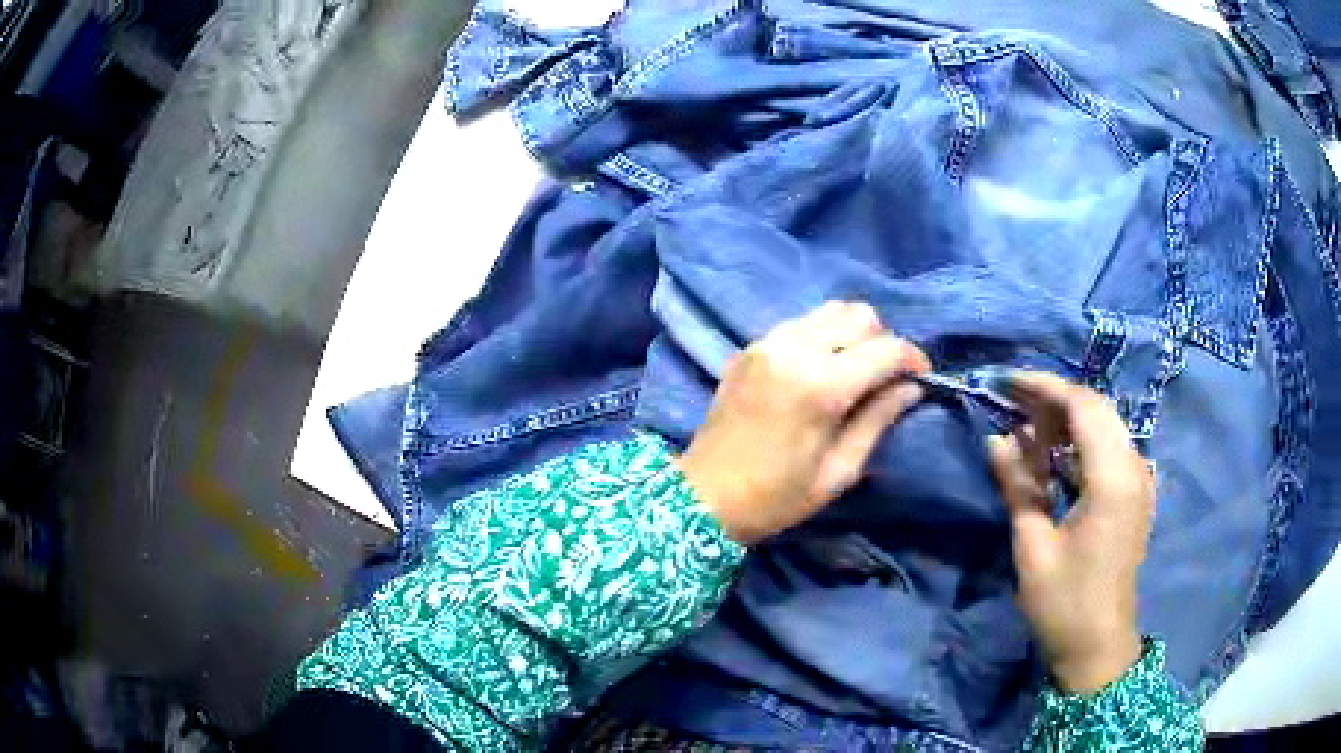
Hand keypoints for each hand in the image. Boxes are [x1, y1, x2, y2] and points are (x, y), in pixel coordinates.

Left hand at [679, 302, 930, 544]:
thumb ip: (878, 420)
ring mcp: (768, 342)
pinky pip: (802, 323)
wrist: (703, 496)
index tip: (922, 377)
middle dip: (884, 341)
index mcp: (821, 386)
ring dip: (854, 333)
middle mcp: (795, 349)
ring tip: (857, 369)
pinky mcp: (752, 346)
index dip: (913, 358)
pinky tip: (823, 367)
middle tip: (887, 377)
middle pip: (860, 315)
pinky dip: (824, 335)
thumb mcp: (838, 471)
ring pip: (831, 311)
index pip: (886, 349)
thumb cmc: (776, 497)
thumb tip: (911, 387)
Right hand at [987, 372, 1155, 693]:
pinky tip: (1054, 452)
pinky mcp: (1135, 494)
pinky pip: (1110, 448)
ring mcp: (1140, 481)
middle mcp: (1135, 468)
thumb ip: (1019, 486)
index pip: (1083, 407)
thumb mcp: (1033, 547)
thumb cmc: (1064, 603)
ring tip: (1027, 423)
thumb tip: (996, 439)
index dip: (1044, 387)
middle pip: (1097, 408)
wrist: (1099, 647)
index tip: (1006, 381)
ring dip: (1068, 417)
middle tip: (1012, 399)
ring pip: (1105, 425)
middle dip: (1054, 397)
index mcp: (1114, 480)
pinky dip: (1081, 440)